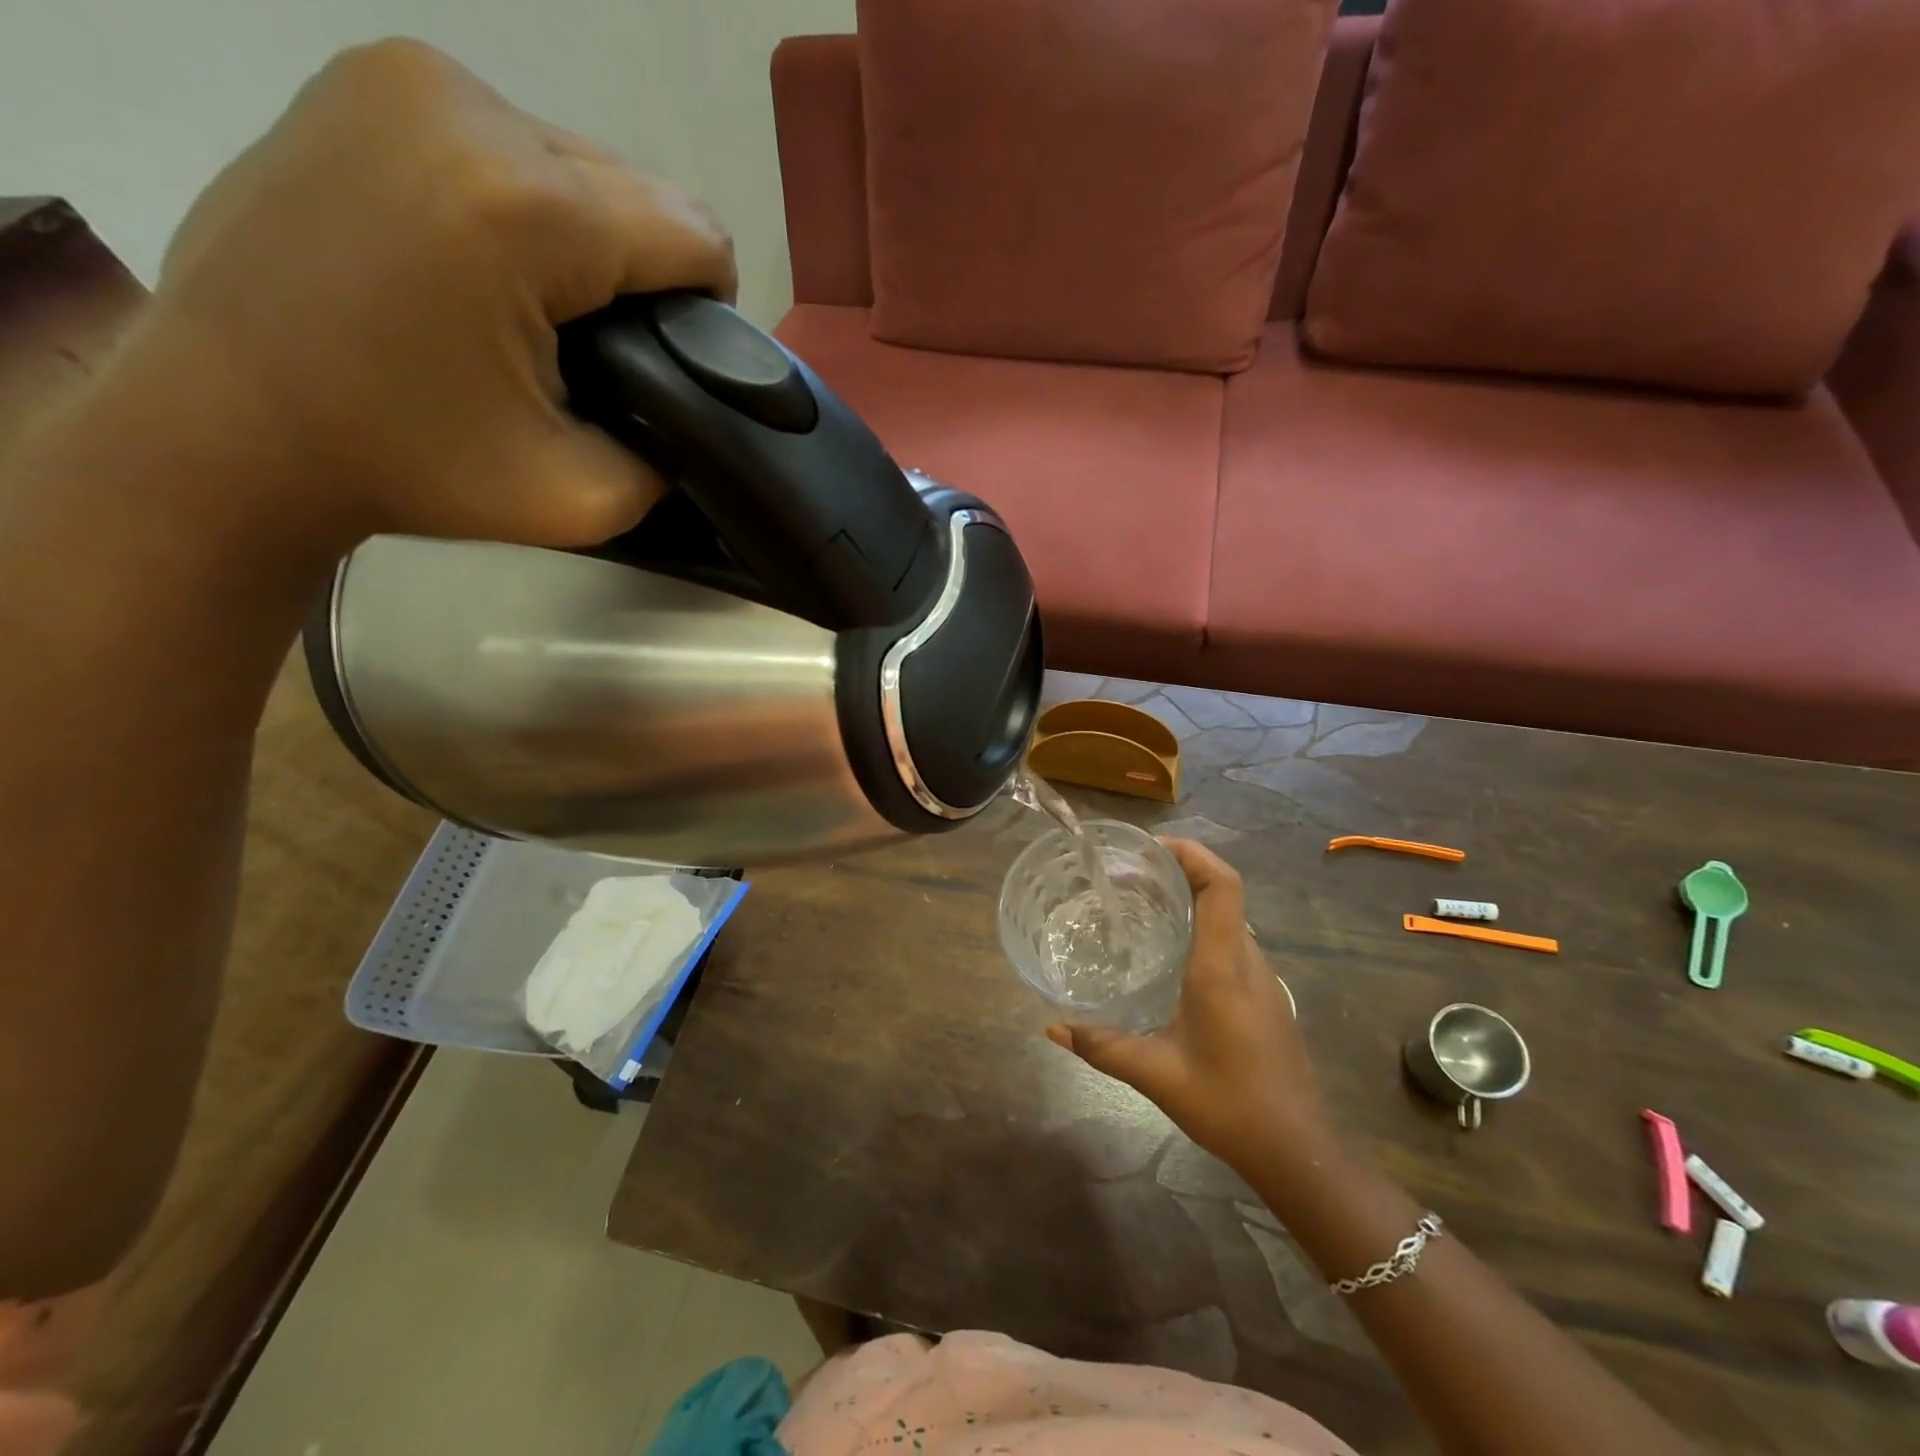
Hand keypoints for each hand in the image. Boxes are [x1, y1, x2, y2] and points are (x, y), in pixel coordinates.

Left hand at [129, 39, 734, 550]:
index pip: (696, 234)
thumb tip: (695, 414)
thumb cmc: (410, 469)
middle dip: (646, 274)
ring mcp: (409, 77)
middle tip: (599, 351)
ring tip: (544, 311)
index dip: (710, 308)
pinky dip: (534, 207)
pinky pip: (515, 142)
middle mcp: (471, 109)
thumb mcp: (581, 500)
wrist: (230, 424)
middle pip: (644, 189)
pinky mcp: (370, 79)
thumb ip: (670, 456)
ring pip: (584, 162)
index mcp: (526, 210)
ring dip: (594, 239)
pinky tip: (493, 264)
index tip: (671, 365)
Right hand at [1047, 839, 1331, 1173]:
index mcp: (1223, 967)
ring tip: (1142, 903)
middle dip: (1180, 870)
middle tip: (1130, 874)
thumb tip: (1052, 1029)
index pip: (1222, 886)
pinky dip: (1202, 927)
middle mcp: (1247, 961)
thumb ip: (1102, 1047)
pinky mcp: (1265, 996)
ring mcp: (1262, 978)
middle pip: (1223, 893)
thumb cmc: (1229, 1105)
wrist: (1297, 1151)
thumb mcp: (1156, 1075)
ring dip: (1192, 898)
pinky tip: (1170, 953)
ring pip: (1228, 917)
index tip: (1150, 848)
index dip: (1192, 853)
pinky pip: (1232, 941)